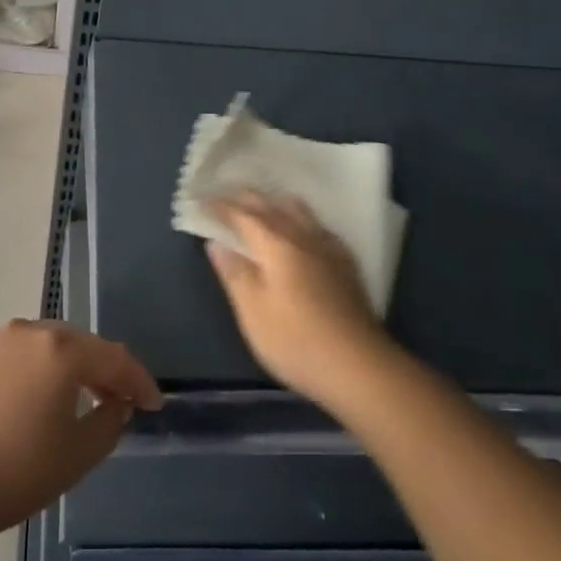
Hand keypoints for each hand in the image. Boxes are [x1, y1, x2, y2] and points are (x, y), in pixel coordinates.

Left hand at [0, 320, 161, 537]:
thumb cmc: (14, 471)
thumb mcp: (77, 455)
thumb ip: (109, 422)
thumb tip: (117, 403)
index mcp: (62, 349)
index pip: (114, 358)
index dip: (139, 381)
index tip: (153, 404)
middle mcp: (32, 331)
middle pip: (82, 344)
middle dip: (106, 370)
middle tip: (121, 401)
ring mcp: (0, 338)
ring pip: (51, 344)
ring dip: (72, 366)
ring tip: (82, 398)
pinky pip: (23, 352)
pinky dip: (41, 367)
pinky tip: (40, 396)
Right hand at [206, 193, 391, 410]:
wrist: (359, 366)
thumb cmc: (296, 341)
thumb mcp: (253, 311)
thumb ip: (234, 273)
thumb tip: (216, 242)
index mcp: (276, 244)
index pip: (243, 215)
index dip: (220, 206)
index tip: (200, 200)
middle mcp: (302, 237)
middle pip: (271, 207)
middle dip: (247, 198)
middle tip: (226, 194)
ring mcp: (328, 249)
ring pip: (299, 211)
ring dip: (276, 202)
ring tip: (263, 202)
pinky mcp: (346, 264)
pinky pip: (319, 227)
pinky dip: (302, 218)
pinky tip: (305, 229)